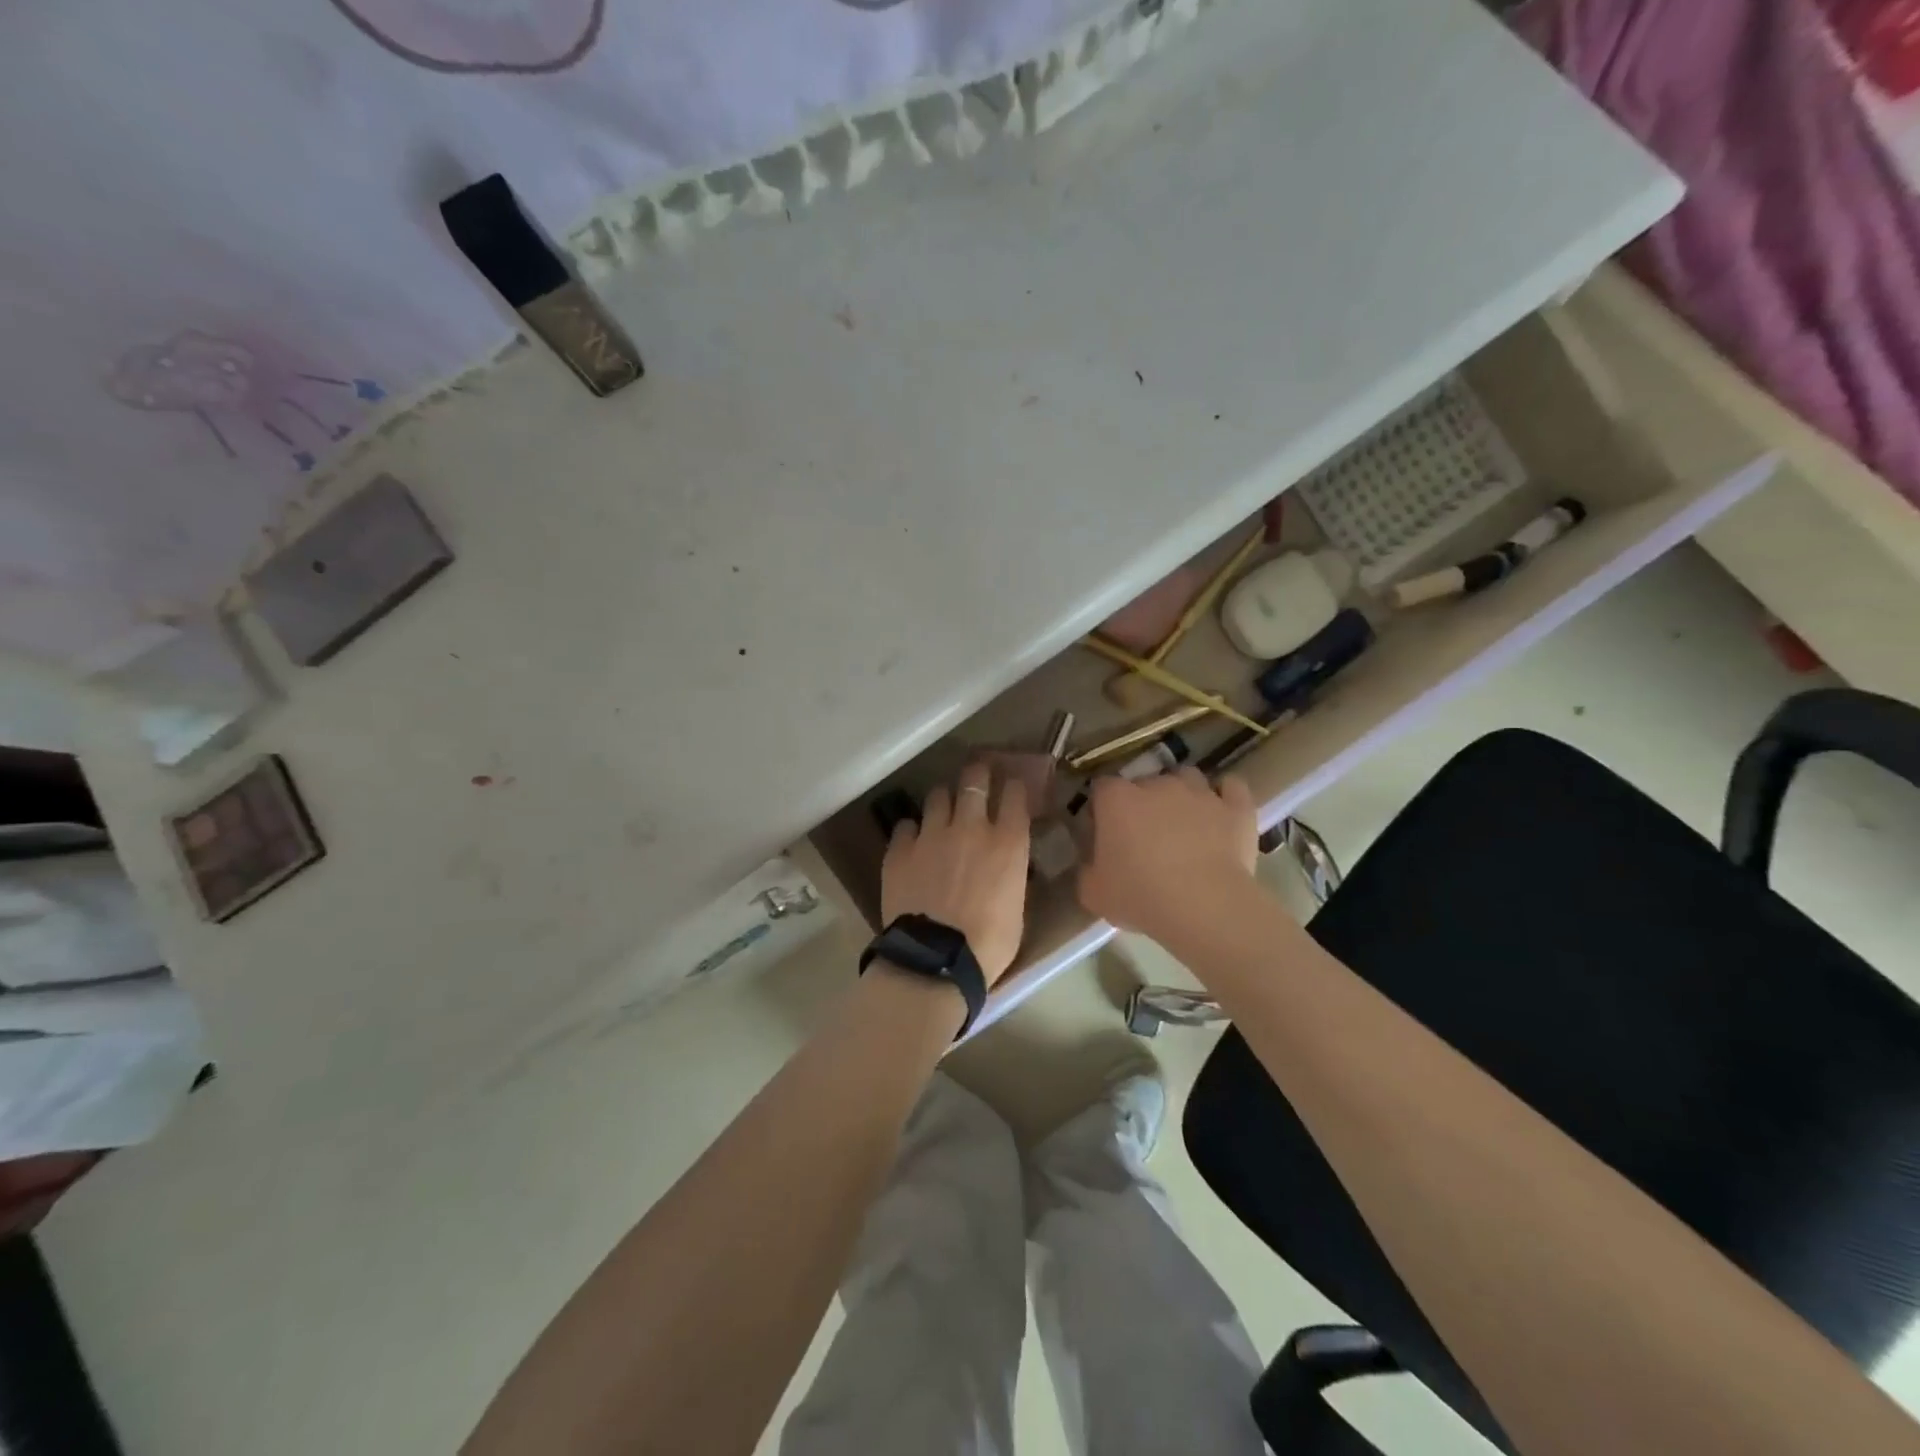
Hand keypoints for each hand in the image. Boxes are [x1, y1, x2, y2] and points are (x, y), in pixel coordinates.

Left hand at [881, 762, 1030, 985]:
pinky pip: (905, 826)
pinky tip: (912, 842)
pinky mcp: (899, 850)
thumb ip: (1011, 875)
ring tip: (942, 810)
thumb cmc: (989, 945)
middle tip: (977, 776)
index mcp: (1007, 842)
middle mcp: (970, 827)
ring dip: (943, 801)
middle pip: (974, 779)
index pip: (1015, 794)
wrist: (936, 960)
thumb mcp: (1016, 907)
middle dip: (978, 773)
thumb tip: (1005, 866)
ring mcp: (931, 835)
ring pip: (937, 796)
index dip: (1014, 786)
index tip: (1012, 788)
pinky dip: (911, 831)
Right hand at [1078, 769, 1257, 939]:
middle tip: (1145, 837)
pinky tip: (1222, 814)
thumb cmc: (1141, 896)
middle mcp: (1157, 785)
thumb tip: (1092, 862)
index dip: (1102, 808)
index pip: (1102, 788)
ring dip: (1183, 794)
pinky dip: (1226, 797)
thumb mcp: (1093, 893)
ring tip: (1184, 823)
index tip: (1104, 833)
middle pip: (1145, 782)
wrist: (1204, 907)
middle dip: (1143, 803)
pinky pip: (1232, 788)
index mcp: (1117, 799)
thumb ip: (1087, 869)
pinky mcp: (1236, 807)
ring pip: (1187, 778)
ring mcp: (1200, 792)